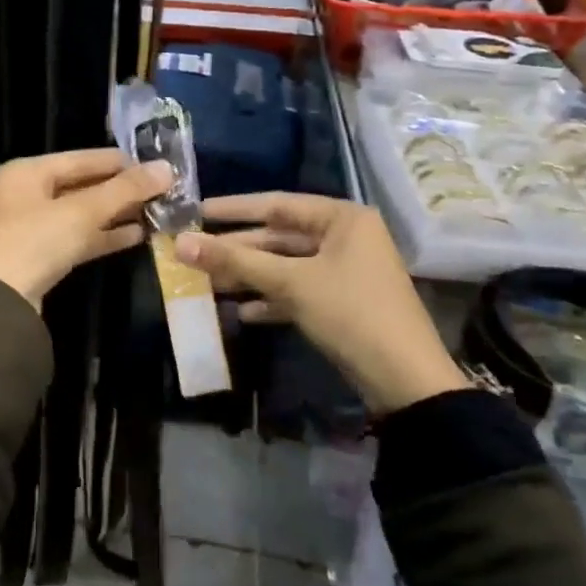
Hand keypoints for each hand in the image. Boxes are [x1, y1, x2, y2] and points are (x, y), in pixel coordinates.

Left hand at [0, 148, 172, 309]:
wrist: (0, 303)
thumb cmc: (36, 242)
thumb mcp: (83, 211)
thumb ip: (126, 189)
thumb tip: (167, 168)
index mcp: (26, 172)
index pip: (82, 158)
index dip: (121, 162)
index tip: (158, 167)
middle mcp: (25, 194)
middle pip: (82, 185)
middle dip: (121, 190)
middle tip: (162, 191)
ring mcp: (31, 227)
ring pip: (81, 214)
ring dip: (116, 214)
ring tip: (156, 212)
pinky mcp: (40, 256)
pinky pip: (77, 237)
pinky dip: (104, 235)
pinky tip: (138, 235)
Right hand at [176, 193, 466, 412]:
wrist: (405, 381)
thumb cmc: (350, 314)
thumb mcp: (290, 283)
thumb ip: (234, 260)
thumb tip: (180, 242)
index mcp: (342, 219)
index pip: (276, 204)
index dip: (233, 209)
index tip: (196, 211)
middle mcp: (345, 238)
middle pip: (279, 237)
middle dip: (237, 249)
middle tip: (193, 253)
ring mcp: (345, 271)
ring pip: (285, 266)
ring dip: (249, 276)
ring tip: (207, 283)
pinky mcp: (342, 302)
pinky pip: (298, 291)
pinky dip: (270, 299)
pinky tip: (241, 312)